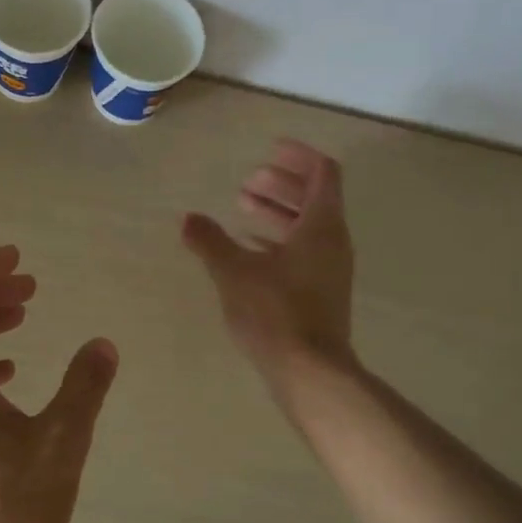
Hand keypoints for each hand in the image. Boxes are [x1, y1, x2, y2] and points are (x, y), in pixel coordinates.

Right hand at [182, 140, 355, 388]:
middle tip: (248, 181)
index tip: (270, 150)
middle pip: (314, 197)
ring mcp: (329, 269)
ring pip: (307, 226)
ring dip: (278, 212)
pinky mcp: (321, 293)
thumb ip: (210, 242)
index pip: (322, 173)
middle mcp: (333, 242)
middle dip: (281, 184)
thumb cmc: (275, 313)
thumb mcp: (234, 272)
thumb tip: (188, 220)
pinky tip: (249, 249)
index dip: (299, 156)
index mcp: (321, 226)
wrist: (309, 372)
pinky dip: (278, 240)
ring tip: (242, 209)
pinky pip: (303, 251)